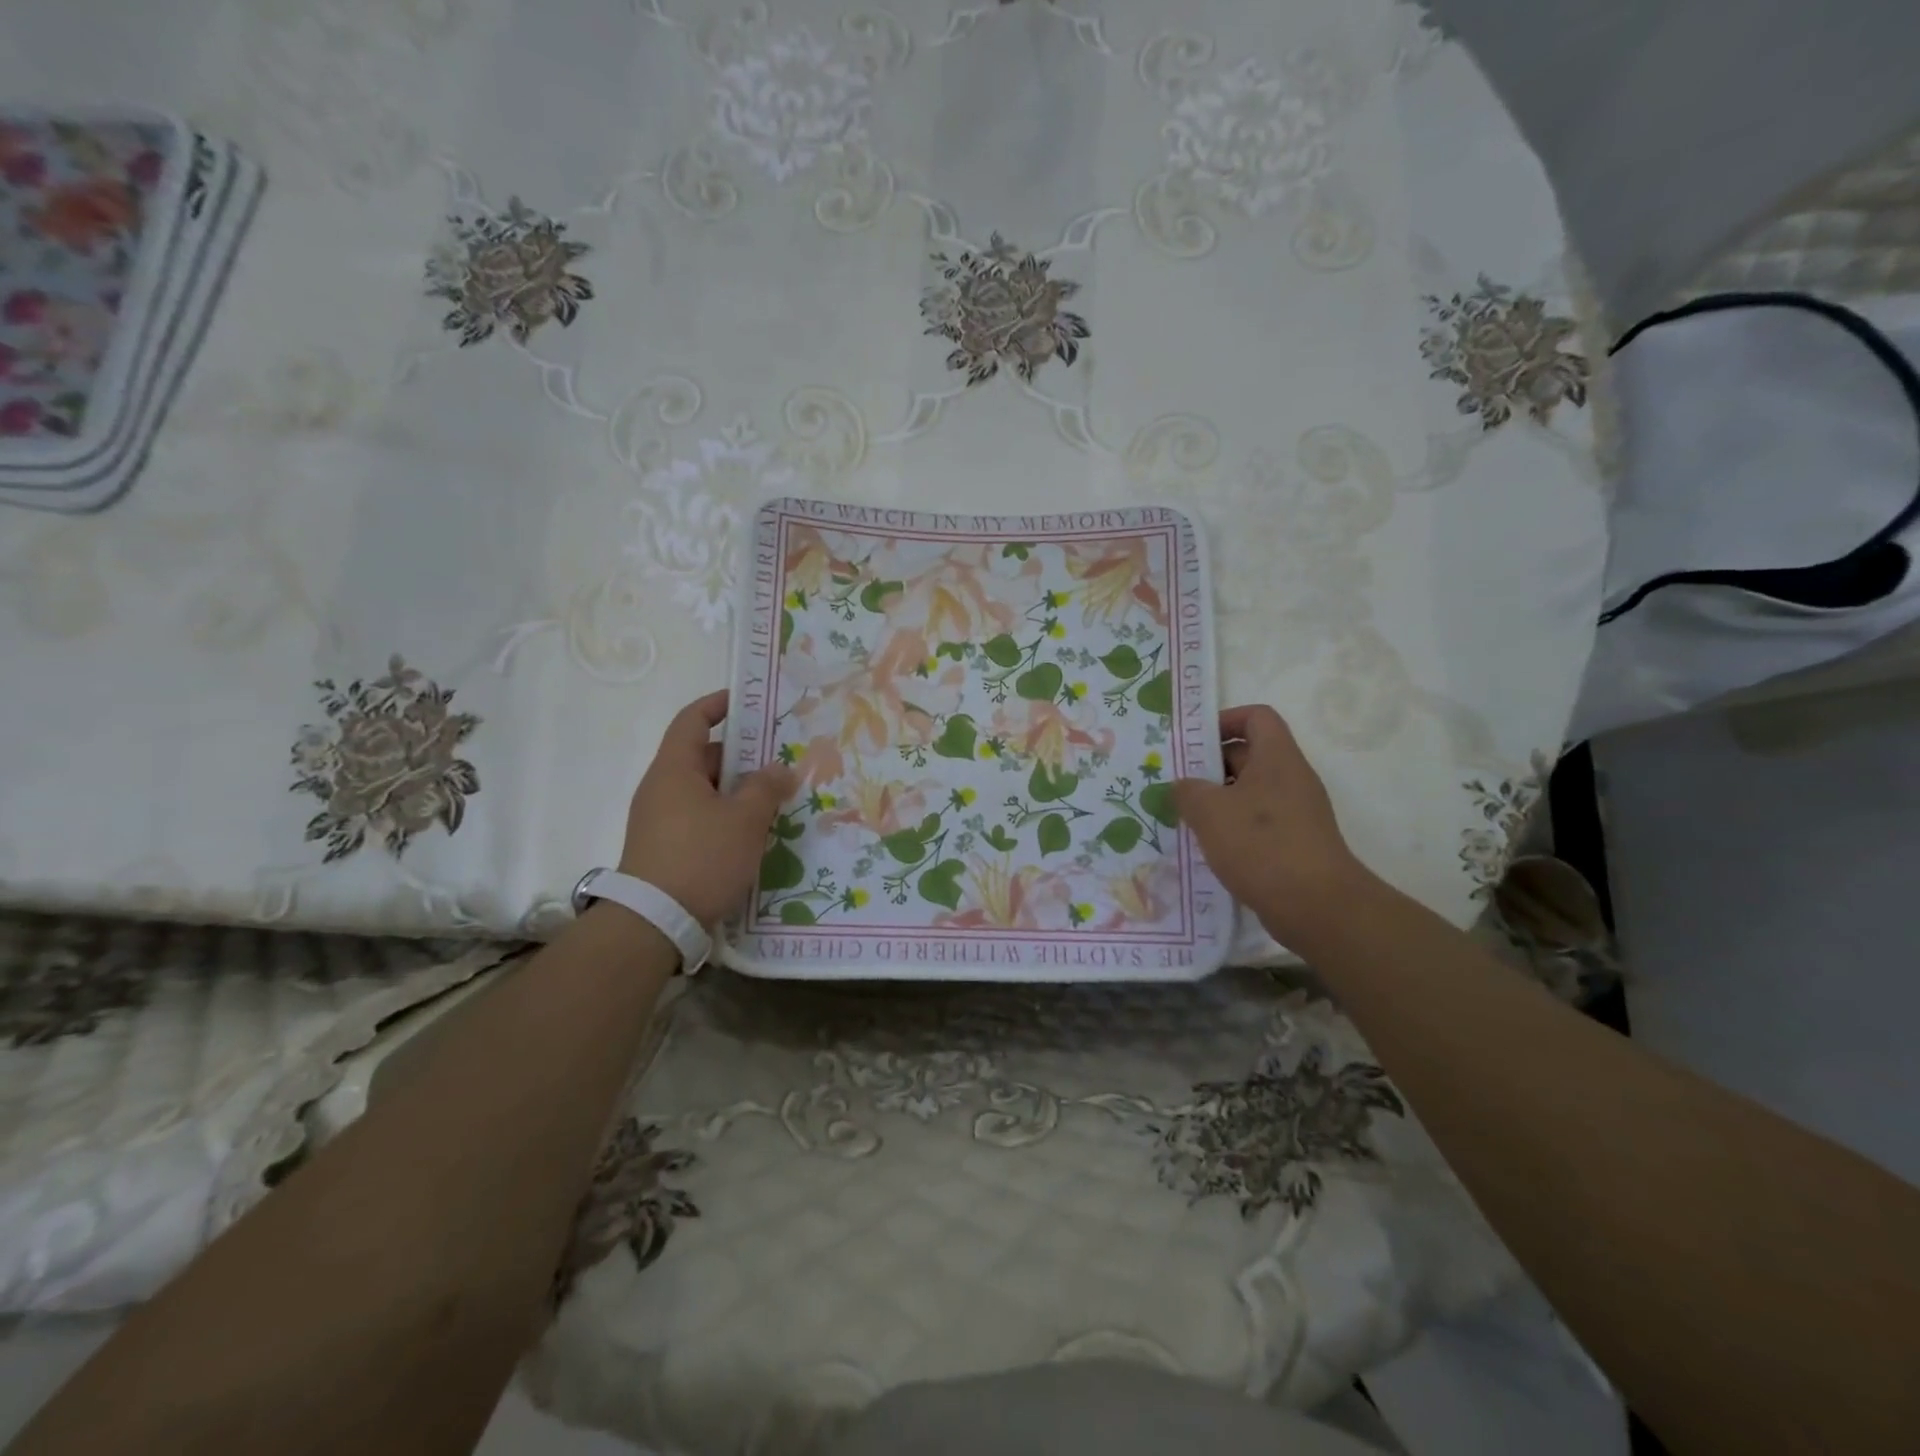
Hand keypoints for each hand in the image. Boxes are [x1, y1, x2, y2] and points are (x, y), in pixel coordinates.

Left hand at [618, 690, 797, 925]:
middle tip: (778, 758)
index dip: (718, 705)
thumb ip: (766, 788)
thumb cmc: (701, 858)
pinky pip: (698, 816)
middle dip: (740, 755)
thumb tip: (780, 769)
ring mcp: (659, 819)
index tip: (747, 702)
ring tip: (773, 797)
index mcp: (674, 769)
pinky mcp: (663, 847)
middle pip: (701, 756)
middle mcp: (661, 788)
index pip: (692, 720)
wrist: (653, 922)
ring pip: (702, 790)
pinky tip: (751, 831)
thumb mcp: (744, 820)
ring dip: (735, 789)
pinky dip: (724, 814)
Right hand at [1172, 705, 1372, 943]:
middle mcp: (1290, 779)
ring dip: (1217, 802)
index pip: (1256, 717)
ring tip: (1184, 819)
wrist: (1317, 907)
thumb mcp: (1210, 811)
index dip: (1224, 721)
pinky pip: (1257, 824)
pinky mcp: (1294, 844)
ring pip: (1249, 793)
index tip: (1193, 744)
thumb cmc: (1262, 845)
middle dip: (1209, 767)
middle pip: (1248, 756)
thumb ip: (1188, 790)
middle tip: (1175, 785)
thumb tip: (1183, 786)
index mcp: (1277, 758)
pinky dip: (1231, 829)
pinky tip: (1208, 849)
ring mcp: (1296, 813)